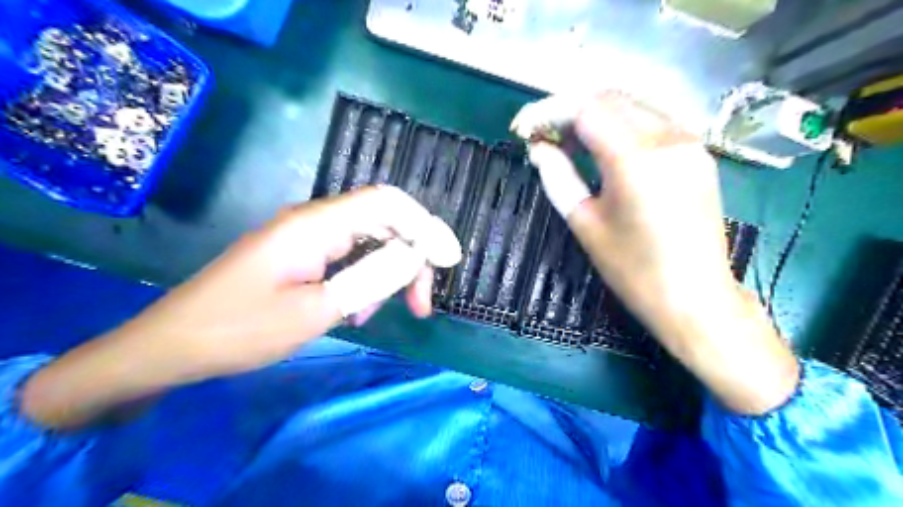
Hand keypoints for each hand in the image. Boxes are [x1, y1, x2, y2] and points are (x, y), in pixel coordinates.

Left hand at [22, 186, 458, 427]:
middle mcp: (315, 221)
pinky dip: (366, 281)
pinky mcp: (303, 256)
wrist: (174, 346)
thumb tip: (414, 256)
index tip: (448, 261)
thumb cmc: (240, 329)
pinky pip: (349, 258)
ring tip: (388, 313)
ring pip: (369, 242)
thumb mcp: (314, 310)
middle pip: (384, 222)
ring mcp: (308, 238)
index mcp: (316, 224)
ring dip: (389, 273)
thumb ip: (370, 279)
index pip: (387, 202)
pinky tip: (360, 311)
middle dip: (412, 258)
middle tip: (422, 304)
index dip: (425, 225)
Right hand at [511, 95, 799, 416]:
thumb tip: (538, 148)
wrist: (695, 297)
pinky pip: (654, 121)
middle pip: (610, 98)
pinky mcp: (698, 153)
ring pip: (634, 104)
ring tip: (568, 140)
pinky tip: (604, 147)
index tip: (525, 128)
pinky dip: (622, 124)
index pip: (585, 109)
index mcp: (635, 159)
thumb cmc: (633, 269)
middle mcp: (668, 138)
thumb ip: (558, 177)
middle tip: (544, 135)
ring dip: (596, 114)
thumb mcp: (585, 223)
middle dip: (570, 109)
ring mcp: (689, 142)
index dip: (549, 112)